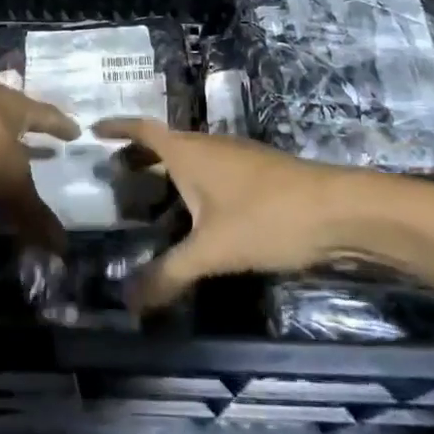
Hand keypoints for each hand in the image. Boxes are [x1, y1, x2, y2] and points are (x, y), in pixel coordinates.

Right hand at [93, 118, 354, 309]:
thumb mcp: (212, 250)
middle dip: (138, 157)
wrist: (340, 211)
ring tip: (147, 199)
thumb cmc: (267, 218)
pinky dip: (191, 187)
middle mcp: (210, 147)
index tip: (93, 131)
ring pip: (191, 160)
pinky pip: (211, 174)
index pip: (143, 130)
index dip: (117, 128)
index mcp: (189, 152)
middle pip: (165, 144)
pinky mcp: (258, 176)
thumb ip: (169, 275)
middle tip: (114, 175)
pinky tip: (195, 216)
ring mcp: (237, 159)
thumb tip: (128, 304)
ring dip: (166, 173)